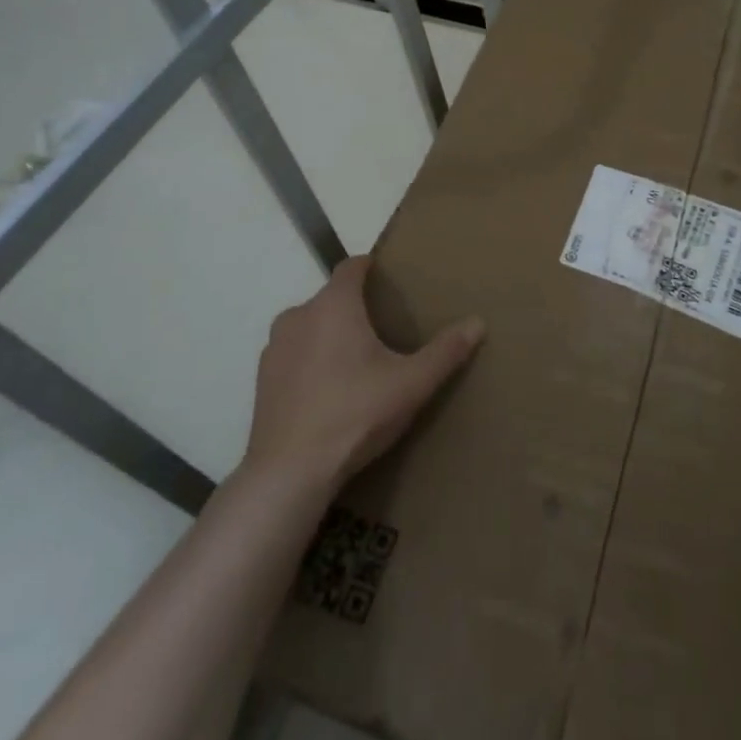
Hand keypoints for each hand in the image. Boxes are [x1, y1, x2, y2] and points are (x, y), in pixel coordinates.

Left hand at [243, 255, 484, 494]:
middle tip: (382, 328)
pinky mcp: (262, 379)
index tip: (387, 278)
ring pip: (310, 325)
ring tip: (356, 361)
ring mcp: (275, 348)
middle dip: (354, 306)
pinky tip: (328, 390)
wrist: (289, 473)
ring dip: (330, 333)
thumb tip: (478, 323)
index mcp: (334, 305)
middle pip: (331, 297)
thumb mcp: (410, 384)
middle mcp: (299, 315)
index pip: (351, 266)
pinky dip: (310, 360)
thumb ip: (445, 352)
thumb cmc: (354, 415)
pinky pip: (293, 354)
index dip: (369, 267)